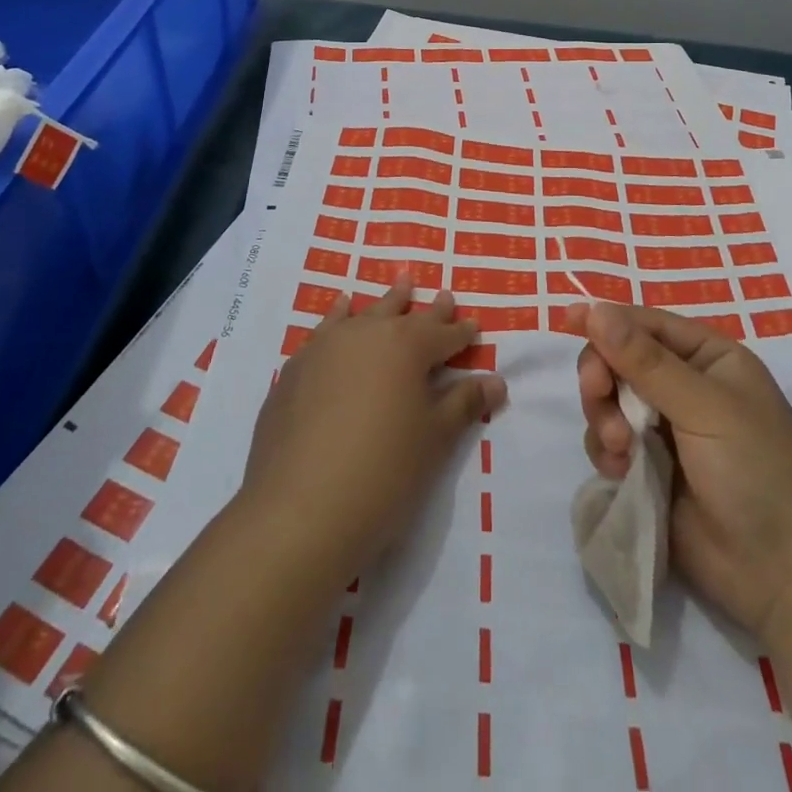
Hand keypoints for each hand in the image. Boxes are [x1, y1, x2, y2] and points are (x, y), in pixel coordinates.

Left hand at [239, 276, 507, 584]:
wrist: (299, 508)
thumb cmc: (383, 472)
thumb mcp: (434, 440)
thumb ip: (463, 404)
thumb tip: (495, 380)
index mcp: (406, 347)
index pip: (442, 334)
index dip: (461, 333)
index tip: (474, 325)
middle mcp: (366, 334)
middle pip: (403, 315)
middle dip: (426, 309)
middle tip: (443, 295)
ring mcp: (326, 348)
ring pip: (364, 314)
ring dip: (385, 303)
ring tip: (400, 283)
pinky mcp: (296, 369)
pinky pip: (326, 330)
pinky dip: (339, 316)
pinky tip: (342, 310)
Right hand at [574, 300, 791, 639]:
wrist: (787, 579)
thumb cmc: (759, 473)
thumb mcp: (705, 407)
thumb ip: (645, 361)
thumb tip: (595, 309)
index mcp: (708, 359)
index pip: (646, 325)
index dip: (607, 321)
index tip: (568, 320)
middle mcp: (684, 388)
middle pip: (618, 361)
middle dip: (603, 378)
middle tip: (597, 395)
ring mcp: (665, 432)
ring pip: (608, 403)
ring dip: (604, 420)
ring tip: (623, 450)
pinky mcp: (649, 471)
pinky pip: (608, 444)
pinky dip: (608, 453)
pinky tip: (625, 473)